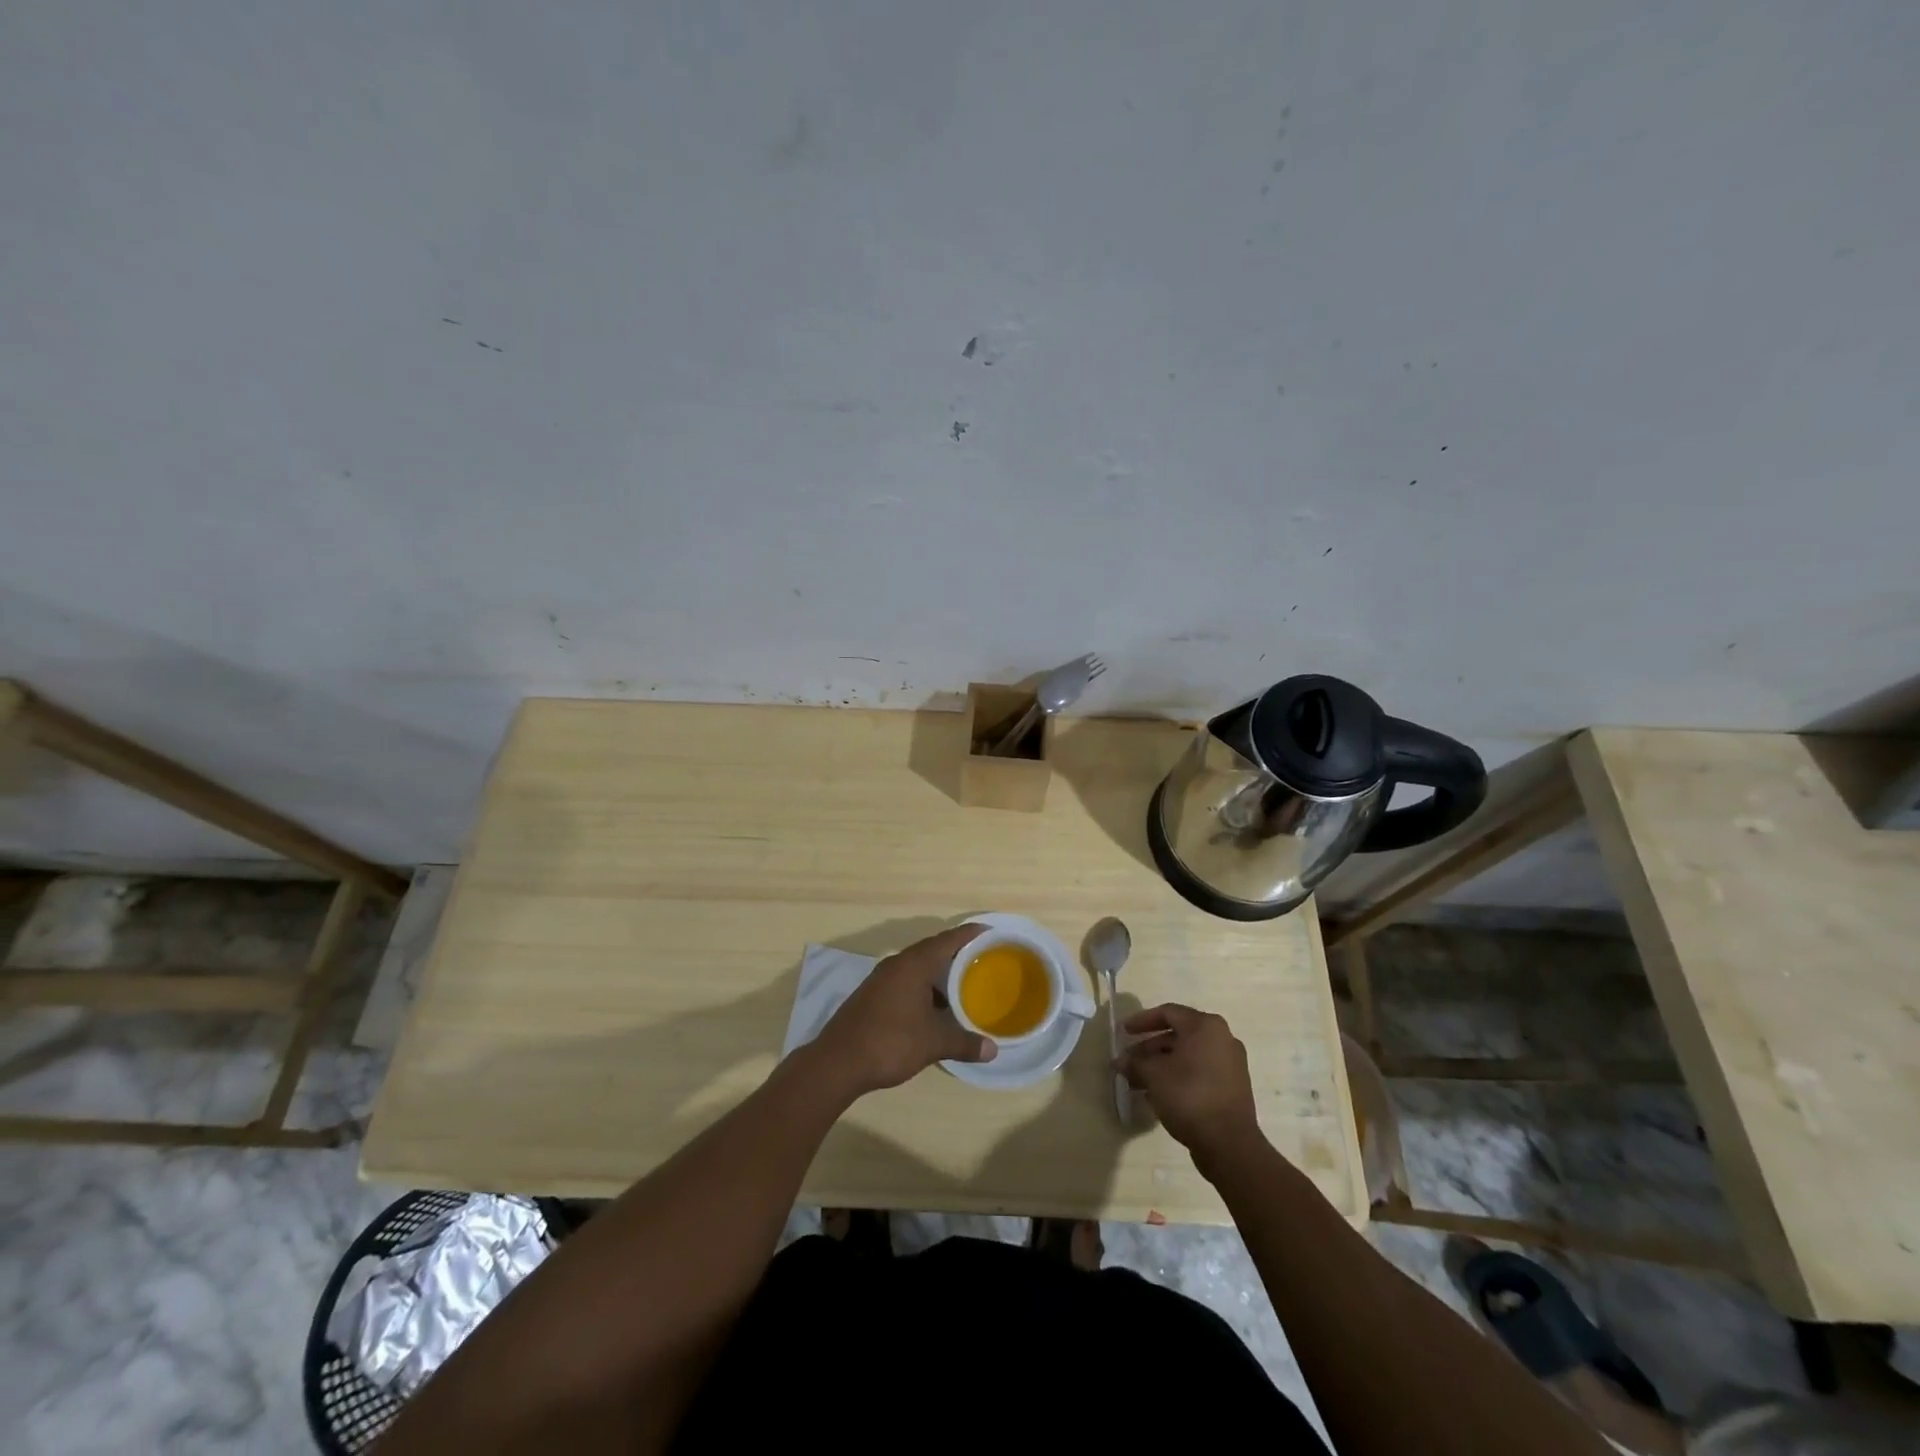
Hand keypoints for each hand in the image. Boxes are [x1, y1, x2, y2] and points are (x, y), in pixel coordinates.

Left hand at [810, 925, 996, 1095]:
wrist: (838, 1062)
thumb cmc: (890, 1042)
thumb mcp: (933, 1043)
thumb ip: (964, 1043)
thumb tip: (993, 1050)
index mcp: (914, 964)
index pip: (948, 939)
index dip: (970, 934)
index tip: (990, 932)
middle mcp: (897, 964)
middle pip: (932, 950)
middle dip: (957, 954)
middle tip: (983, 960)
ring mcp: (882, 979)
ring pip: (917, 967)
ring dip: (939, 974)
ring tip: (964, 984)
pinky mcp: (873, 995)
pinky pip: (906, 981)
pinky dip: (924, 987)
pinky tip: (935, 1007)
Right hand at [1117, 1003, 1262, 1161]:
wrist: (1229, 1144)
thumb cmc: (1189, 1096)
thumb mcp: (1154, 1076)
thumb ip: (1134, 1063)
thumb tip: (1119, 1061)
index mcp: (1205, 1026)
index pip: (1168, 1013)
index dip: (1142, 1020)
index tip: (1124, 1032)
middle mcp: (1222, 1038)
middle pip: (1178, 1034)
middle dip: (1150, 1047)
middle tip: (1129, 1060)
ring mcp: (1231, 1064)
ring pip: (1188, 1055)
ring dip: (1162, 1064)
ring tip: (1139, 1081)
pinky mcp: (1233, 1087)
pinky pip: (1200, 1071)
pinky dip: (1178, 1076)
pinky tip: (1159, 1094)